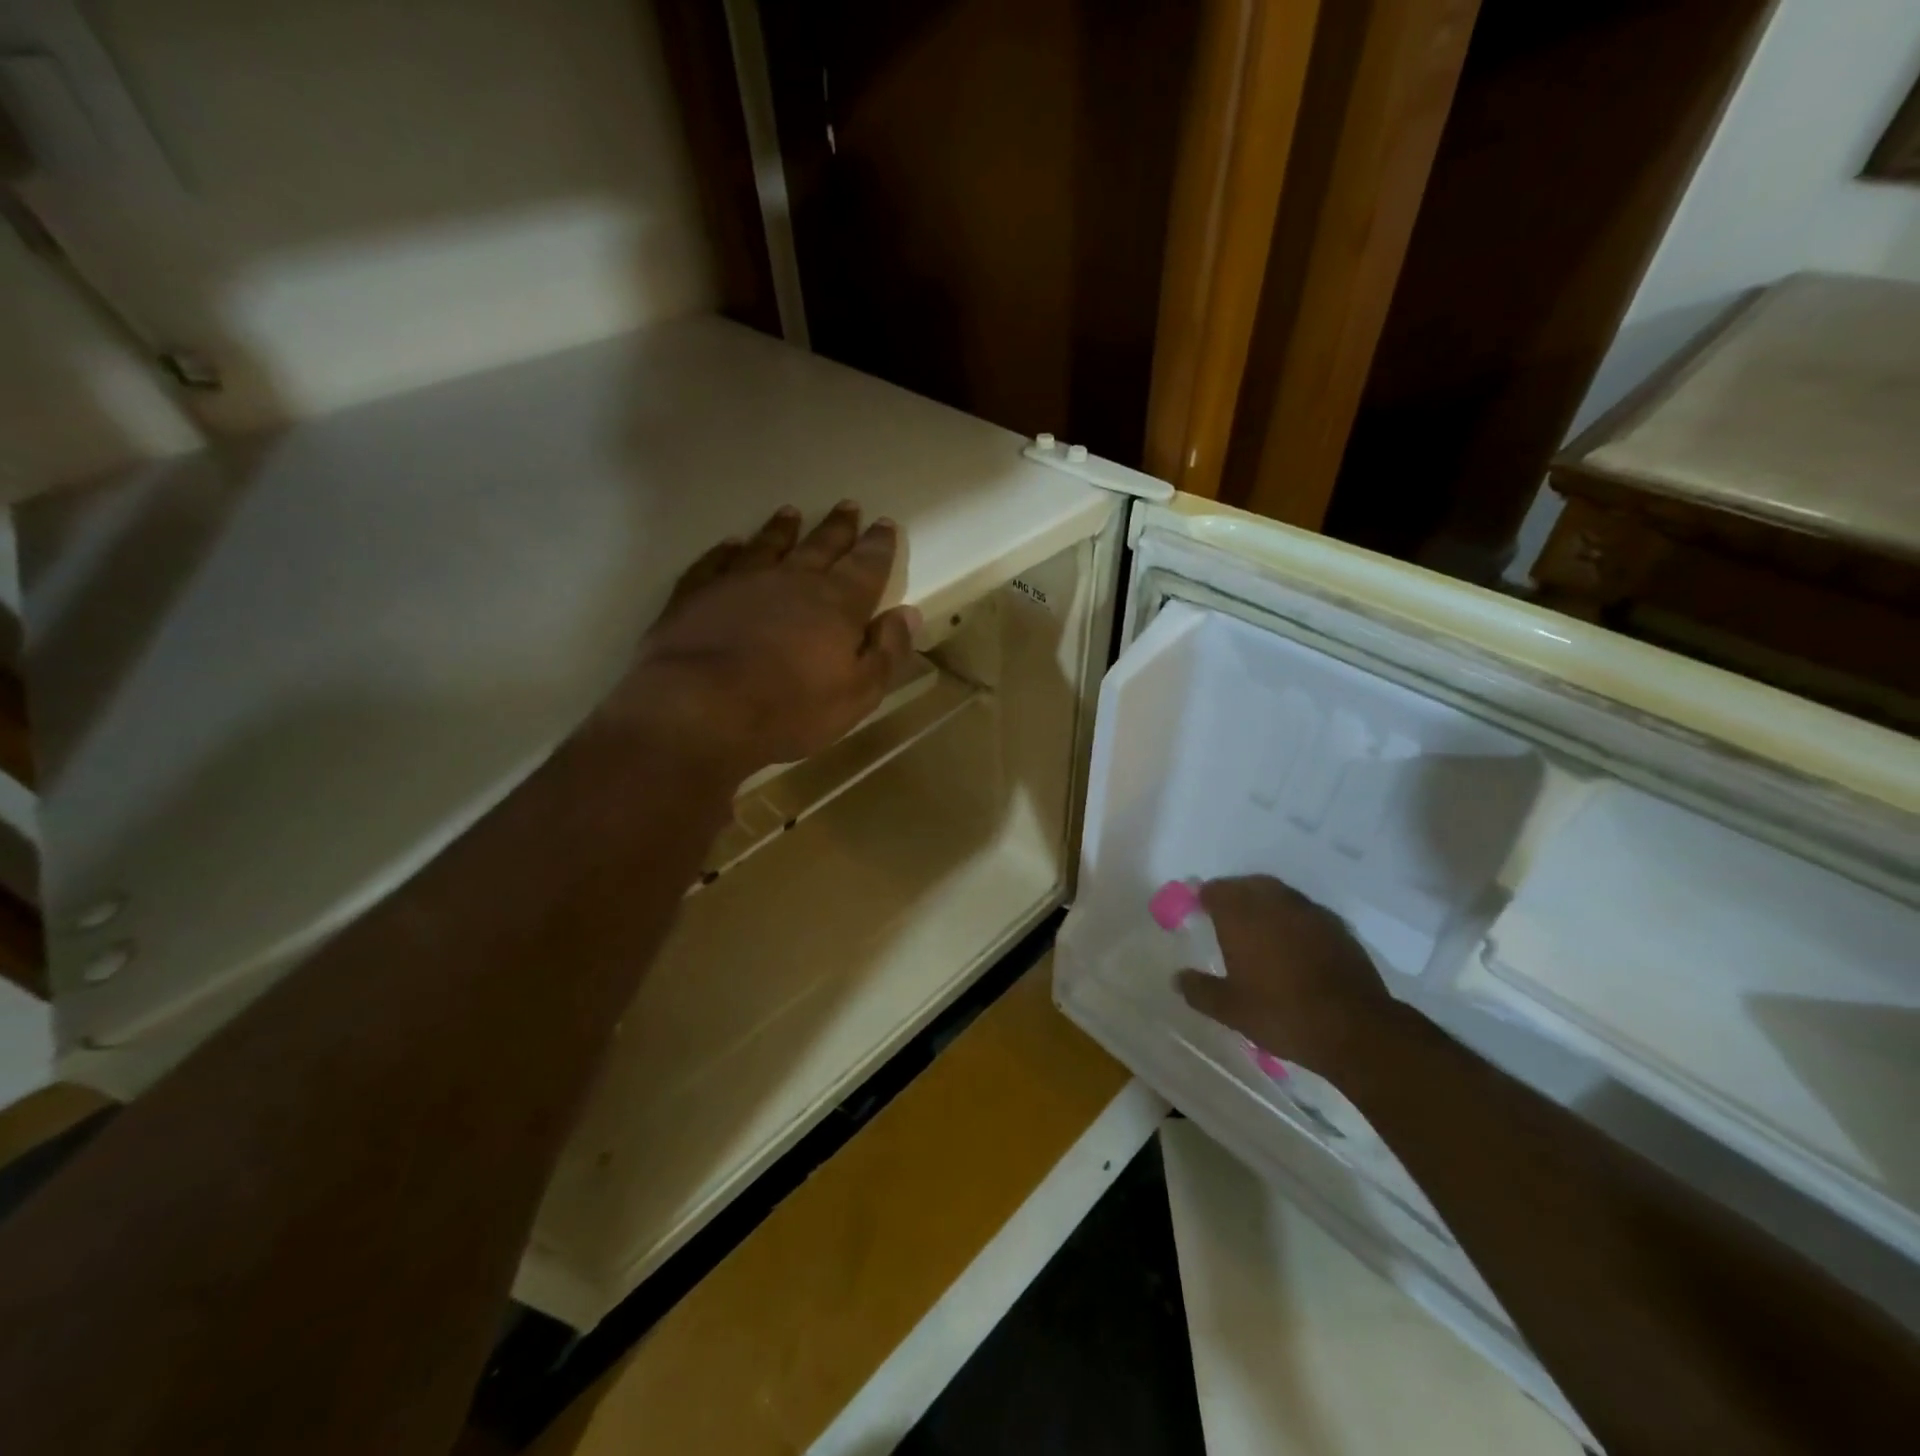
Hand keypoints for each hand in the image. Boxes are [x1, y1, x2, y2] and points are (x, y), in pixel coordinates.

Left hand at [605, 502, 921, 781]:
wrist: (701, 708)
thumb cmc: (790, 708)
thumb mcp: (858, 693)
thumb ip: (886, 652)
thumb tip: (907, 614)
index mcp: (837, 603)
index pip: (866, 566)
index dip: (878, 546)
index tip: (885, 525)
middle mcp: (792, 580)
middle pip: (821, 546)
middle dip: (838, 527)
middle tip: (848, 506)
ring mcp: (741, 581)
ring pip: (769, 545)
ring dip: (783, 529)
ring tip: (792, 513)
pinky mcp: (698, 593)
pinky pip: (716, 561)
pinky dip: (726, 550)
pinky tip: (731, 543)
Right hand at [1175, 876, 1399, 1075]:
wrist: (1355, 1028)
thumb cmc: (1281, 1014)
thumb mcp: (1230, 1010)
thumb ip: (1200, 990)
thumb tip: (1177, 978)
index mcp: (1241, 916)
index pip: (1216, 890)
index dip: (1204, 898)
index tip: (1198, 911)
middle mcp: (1273, 903)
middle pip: (1248, 885)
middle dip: (1234, 894)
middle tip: (1226, 915)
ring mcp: (1309, 912)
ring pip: (1279, 894)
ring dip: (1265, 903)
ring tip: (1258, 928)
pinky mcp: (1337, 927)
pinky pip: (1305, 912)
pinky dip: (1292, 919)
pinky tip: (1293, 943)